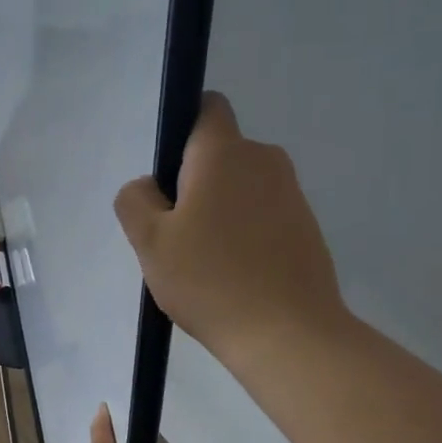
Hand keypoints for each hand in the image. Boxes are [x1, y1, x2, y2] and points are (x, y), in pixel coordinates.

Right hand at [114, 92, 347, 365]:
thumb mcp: (150, 242)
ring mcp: (292, 194)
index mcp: (225, 153)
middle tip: (176, 236)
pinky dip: (244, 233)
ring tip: (204, 263)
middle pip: (219, 154)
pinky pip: (262, 215)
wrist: (289, 335)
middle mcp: (265, 160)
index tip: (166, 177)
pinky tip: (234, 276)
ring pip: (240, 187)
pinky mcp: (306, 227)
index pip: (205, 107)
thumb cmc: (211, 280)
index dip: (180, 130)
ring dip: (218, 211)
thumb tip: (149, 187)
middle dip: (193, 183)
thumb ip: (135, 200)